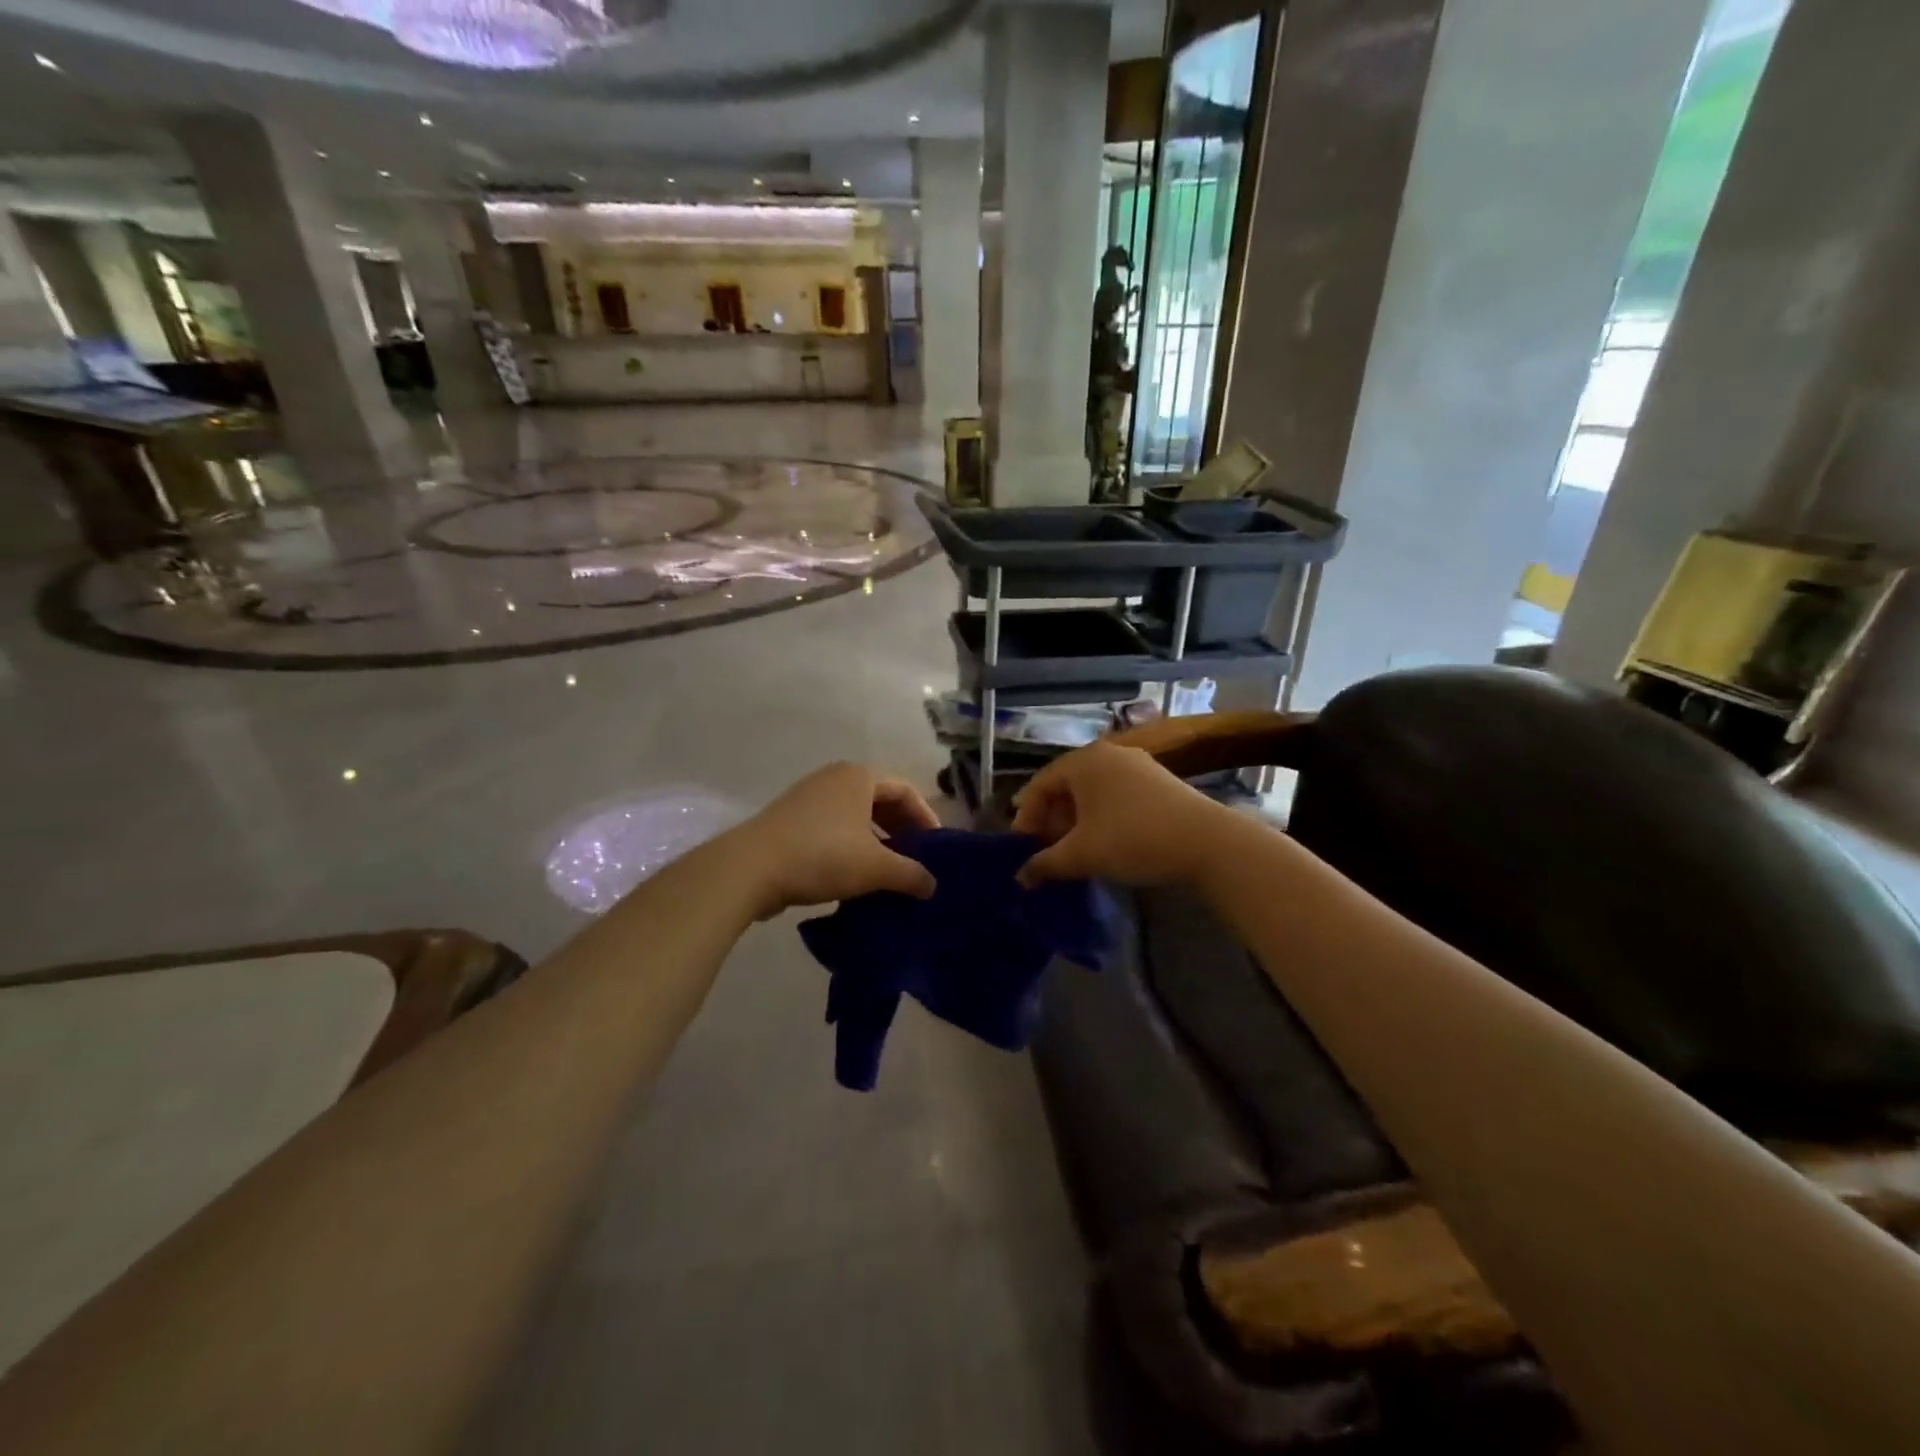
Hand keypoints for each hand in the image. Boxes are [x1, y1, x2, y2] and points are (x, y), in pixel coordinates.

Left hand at [730, 762, 939, 918]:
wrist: (750, 868)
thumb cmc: (822, 856)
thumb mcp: (875, 868)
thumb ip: (910, 874)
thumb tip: (931, 885)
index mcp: (859, 776)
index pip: (906, 791)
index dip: (926, 818)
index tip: (936, 848)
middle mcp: (834, 778)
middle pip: (880, 800)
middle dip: (901, 829)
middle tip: (915, 858)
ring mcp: (808, 796)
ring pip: (855, 815)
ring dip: (876, 839)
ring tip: (888, 869)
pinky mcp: (789, 819)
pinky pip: (833, 826)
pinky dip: (851, 844)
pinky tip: (854, 874)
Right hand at [1012, 740, 1232, 887]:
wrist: (1206, 841)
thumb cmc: (1133, 839)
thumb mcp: (1082, 855)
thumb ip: (1045, 864)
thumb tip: (1021, 877)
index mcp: (1083, 761)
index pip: (1040, 784)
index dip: (1026, 817)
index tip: (1021, 847)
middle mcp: (1107, 754)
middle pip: (1066, 785)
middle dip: (1051, 819)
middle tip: (1046, 850)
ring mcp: (1136, 764)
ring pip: (1092, 791)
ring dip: (1075, 820)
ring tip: (1073, 849)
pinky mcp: (1157, 780)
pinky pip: (1115, 794)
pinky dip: (1100, 816)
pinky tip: (1104, 841)